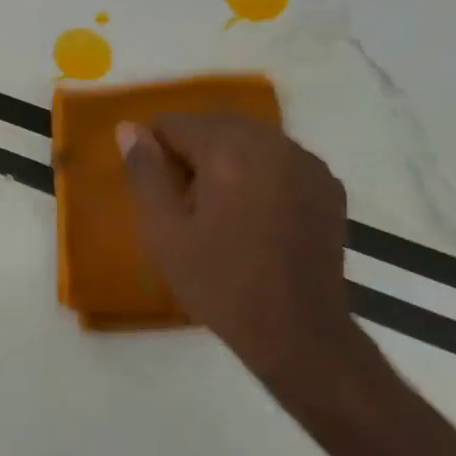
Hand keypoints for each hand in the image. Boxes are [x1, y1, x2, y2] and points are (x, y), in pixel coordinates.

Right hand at [117, 114, 379, 406]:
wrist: (298, 332)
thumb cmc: (219, 282)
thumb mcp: (163, 232)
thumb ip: (144, 172)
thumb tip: (129, 128)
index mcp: (228, 149)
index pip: (174, 123)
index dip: (155, 153)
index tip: (157, 193)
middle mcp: (271, 142)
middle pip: (213, 126)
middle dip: (191, 154)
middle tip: (183, 204)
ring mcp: (306, 162)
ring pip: (248, 141)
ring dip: (225, 161)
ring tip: (218, 212)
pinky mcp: (327, 186)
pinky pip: (278, 161)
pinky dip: (258, 174)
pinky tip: (254, 217)